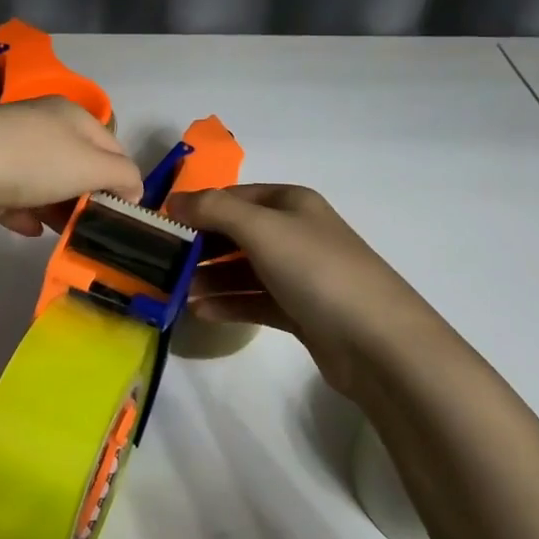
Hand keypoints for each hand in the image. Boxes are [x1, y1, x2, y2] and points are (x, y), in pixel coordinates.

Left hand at [0, 98, 143, 234]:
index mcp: (71, 115)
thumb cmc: (33, 161)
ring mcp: (6, 146)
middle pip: (75, 162)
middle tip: (95, 229)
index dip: (124, 177)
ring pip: (42, 179)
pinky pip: (9, 194)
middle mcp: (40, 124)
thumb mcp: (91, 165)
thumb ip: (121, 175)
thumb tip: (135, 187)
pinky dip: (23, 211)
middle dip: (86, 195)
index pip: (112, 144)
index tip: (125, 213)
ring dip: (56, 206)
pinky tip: (29, 230)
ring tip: (65, 235)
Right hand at [166, 184, 442, 396]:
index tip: (161, 226)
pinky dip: (228, 303)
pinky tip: (200, 312)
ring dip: (210, 277)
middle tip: (162, 263)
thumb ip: (213, 210)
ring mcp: (300, 274)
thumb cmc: (316, 270)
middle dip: (200, 245)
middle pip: (236, 232)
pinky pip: (254, 300)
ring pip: (243, 269)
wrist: (378, 343)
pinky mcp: (301, 311)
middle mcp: (295, 232)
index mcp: (290, 203)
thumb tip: (174, 201)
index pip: (232, 196)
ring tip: (176, 292)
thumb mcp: (261, 229)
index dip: (197, 207)